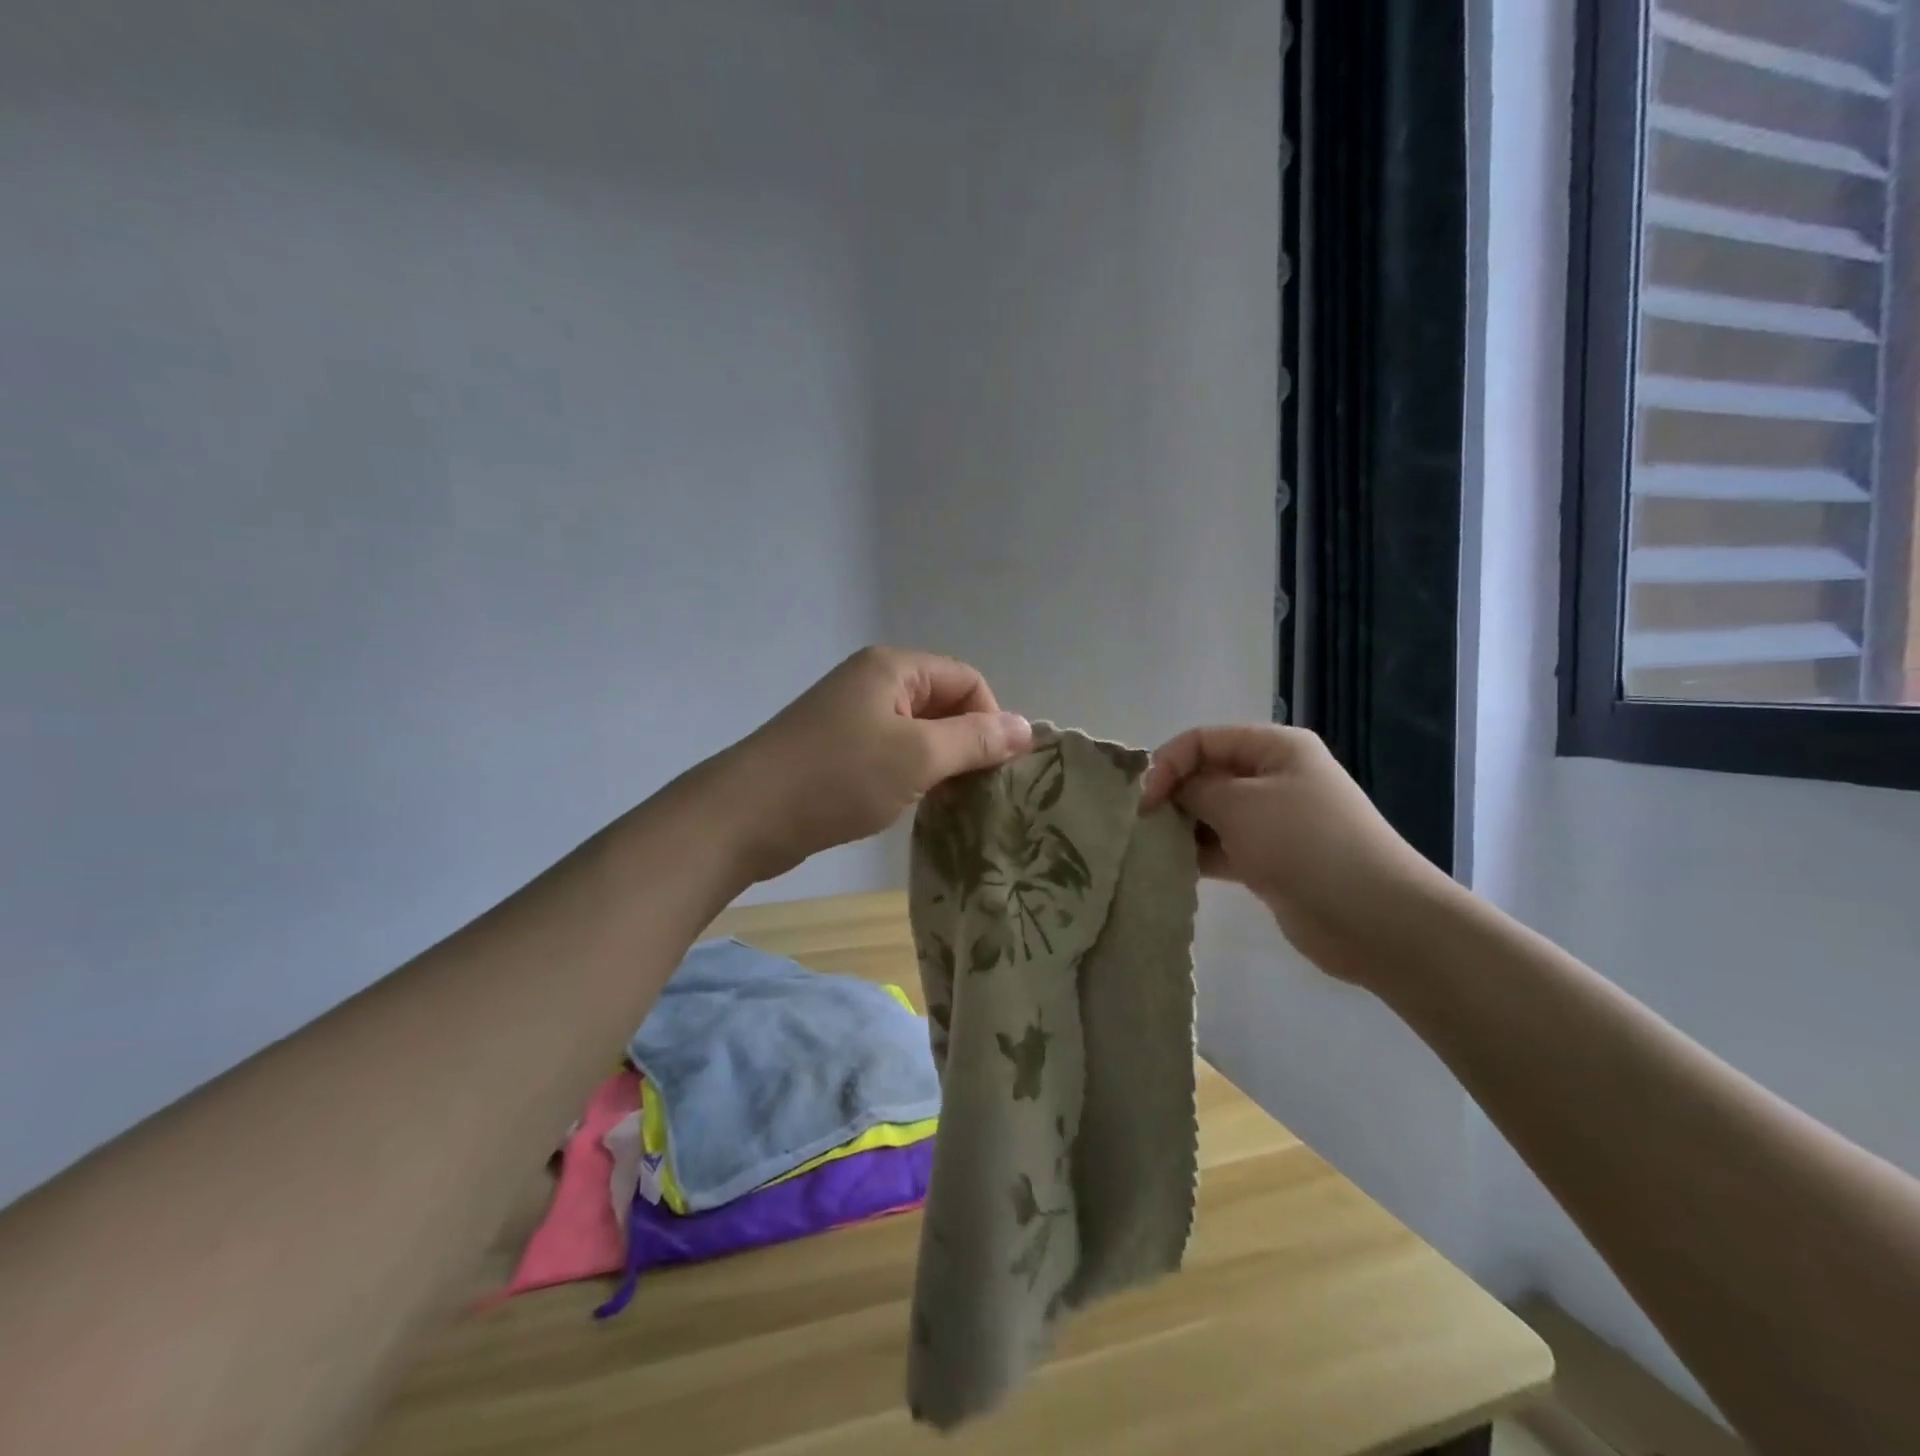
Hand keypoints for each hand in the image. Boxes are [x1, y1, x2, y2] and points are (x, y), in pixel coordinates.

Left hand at [698, 647, 1032, 883]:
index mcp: (893, 668)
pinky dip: (910, 775)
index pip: (967, 680)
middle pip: (943, 704)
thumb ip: (975, 740)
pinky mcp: (836, 750)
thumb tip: (1027, 727)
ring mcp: (850, 716)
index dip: (990, 719)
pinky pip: (891, 753)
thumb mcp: (917, 756)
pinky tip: (911, 805)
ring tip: (948, 802)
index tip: (995, 770)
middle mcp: (872, 682)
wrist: (745, 816)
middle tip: (977, 791)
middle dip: (966, 743)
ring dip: (940, 763)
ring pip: (917, 732)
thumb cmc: (837, 778)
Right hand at [1140, 725, 1454, 985]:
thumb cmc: (1304, 843)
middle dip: (1172, 796)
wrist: (1373, 917)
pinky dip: (1197, 855)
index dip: (1168, 763)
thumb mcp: (1241, 804)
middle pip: (1207, 775)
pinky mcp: (1269, 861)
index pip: (1204, 740)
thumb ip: (1195, 789)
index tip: (1144, 800)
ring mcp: (1273, 822)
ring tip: (1150, 848)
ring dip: (1182, 828)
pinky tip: (1171, 868)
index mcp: (1275, 748)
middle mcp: (1273, 778)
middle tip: (1141, 825)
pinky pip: (1222, 848)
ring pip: (1212, 814)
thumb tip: (1168, 791)